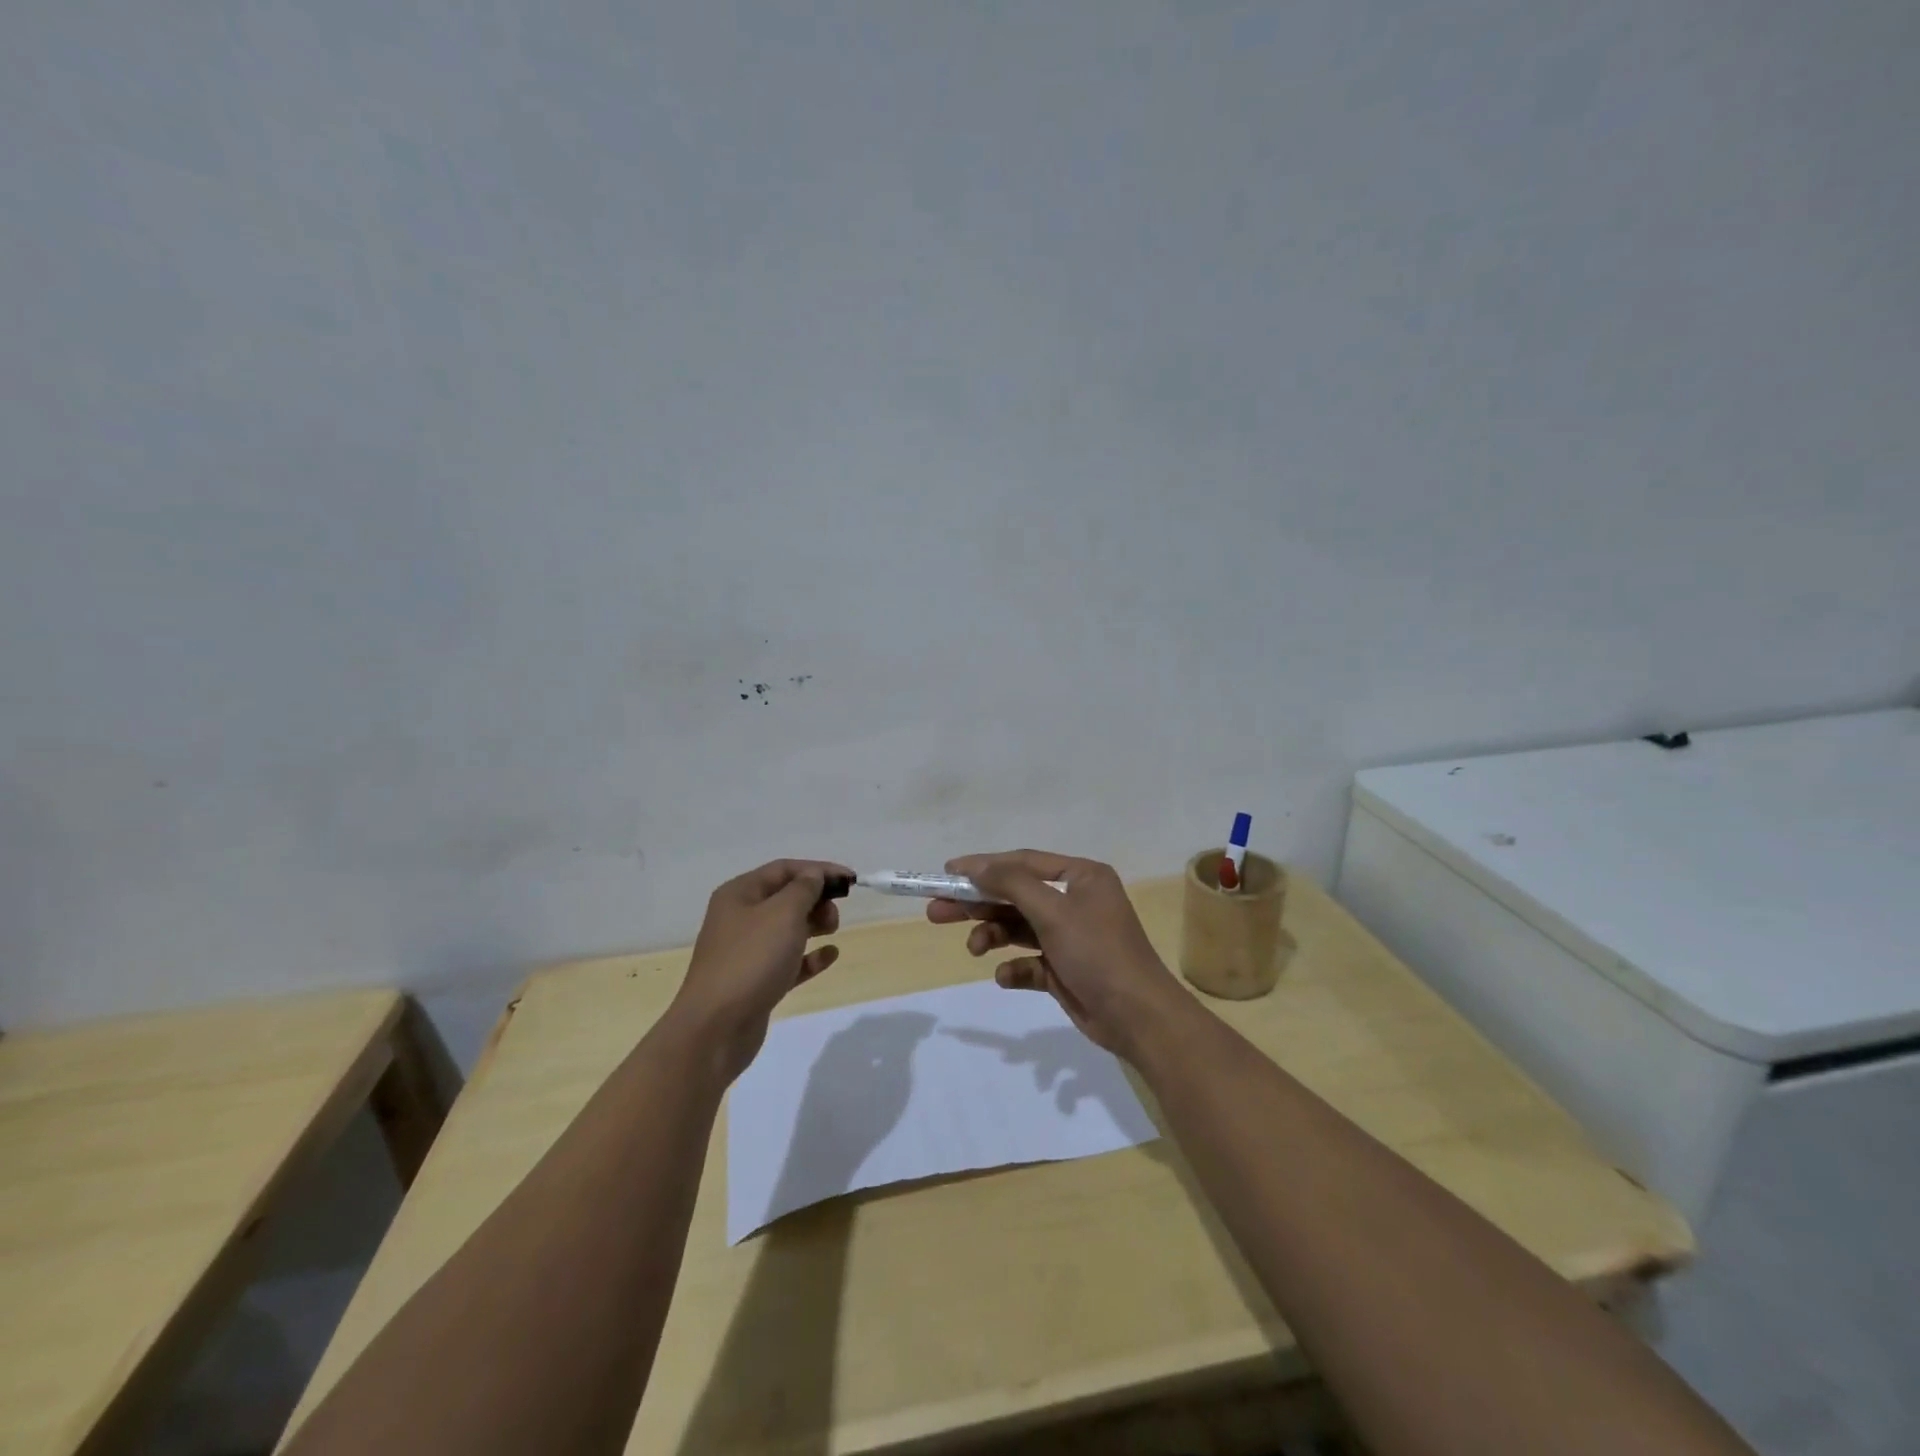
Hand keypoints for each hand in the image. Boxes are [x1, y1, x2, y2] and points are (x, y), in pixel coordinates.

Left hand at [668, 859, 849, 1077]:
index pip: (784, 869)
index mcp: (739, 894)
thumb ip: (804, 889)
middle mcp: (740, 918)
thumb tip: (814, 875)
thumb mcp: (783, 913)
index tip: (851, 880)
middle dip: (816, 899)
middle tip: (835, 915)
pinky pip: (788, 960)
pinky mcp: (756, 981)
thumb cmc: (751, 959)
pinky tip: (830, 956)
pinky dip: (809, 956)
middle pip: (785, 897)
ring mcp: (746, 951)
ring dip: (814, 925)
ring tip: (833, 931)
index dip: (819, 870)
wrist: (716, 1028)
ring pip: (787, 929)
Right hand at [929, 850, 1184, 1059]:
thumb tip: (977, 866)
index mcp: (1080, 877)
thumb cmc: (1098, 952)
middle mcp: (1074, 901)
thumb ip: (1012, 884)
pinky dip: (1014, 968)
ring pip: (1018, 928)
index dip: (984, 866)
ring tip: (973, 949)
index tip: (947, 873)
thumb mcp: (1053, 912)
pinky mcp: (1064, 969)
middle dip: (978, 903)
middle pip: (1014, 895)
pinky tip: (1006, 977)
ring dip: (992, 935)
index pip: (1022, 863)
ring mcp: (1069, 936)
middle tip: (937, 910)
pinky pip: (1029, 961)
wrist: (1138, 1017)